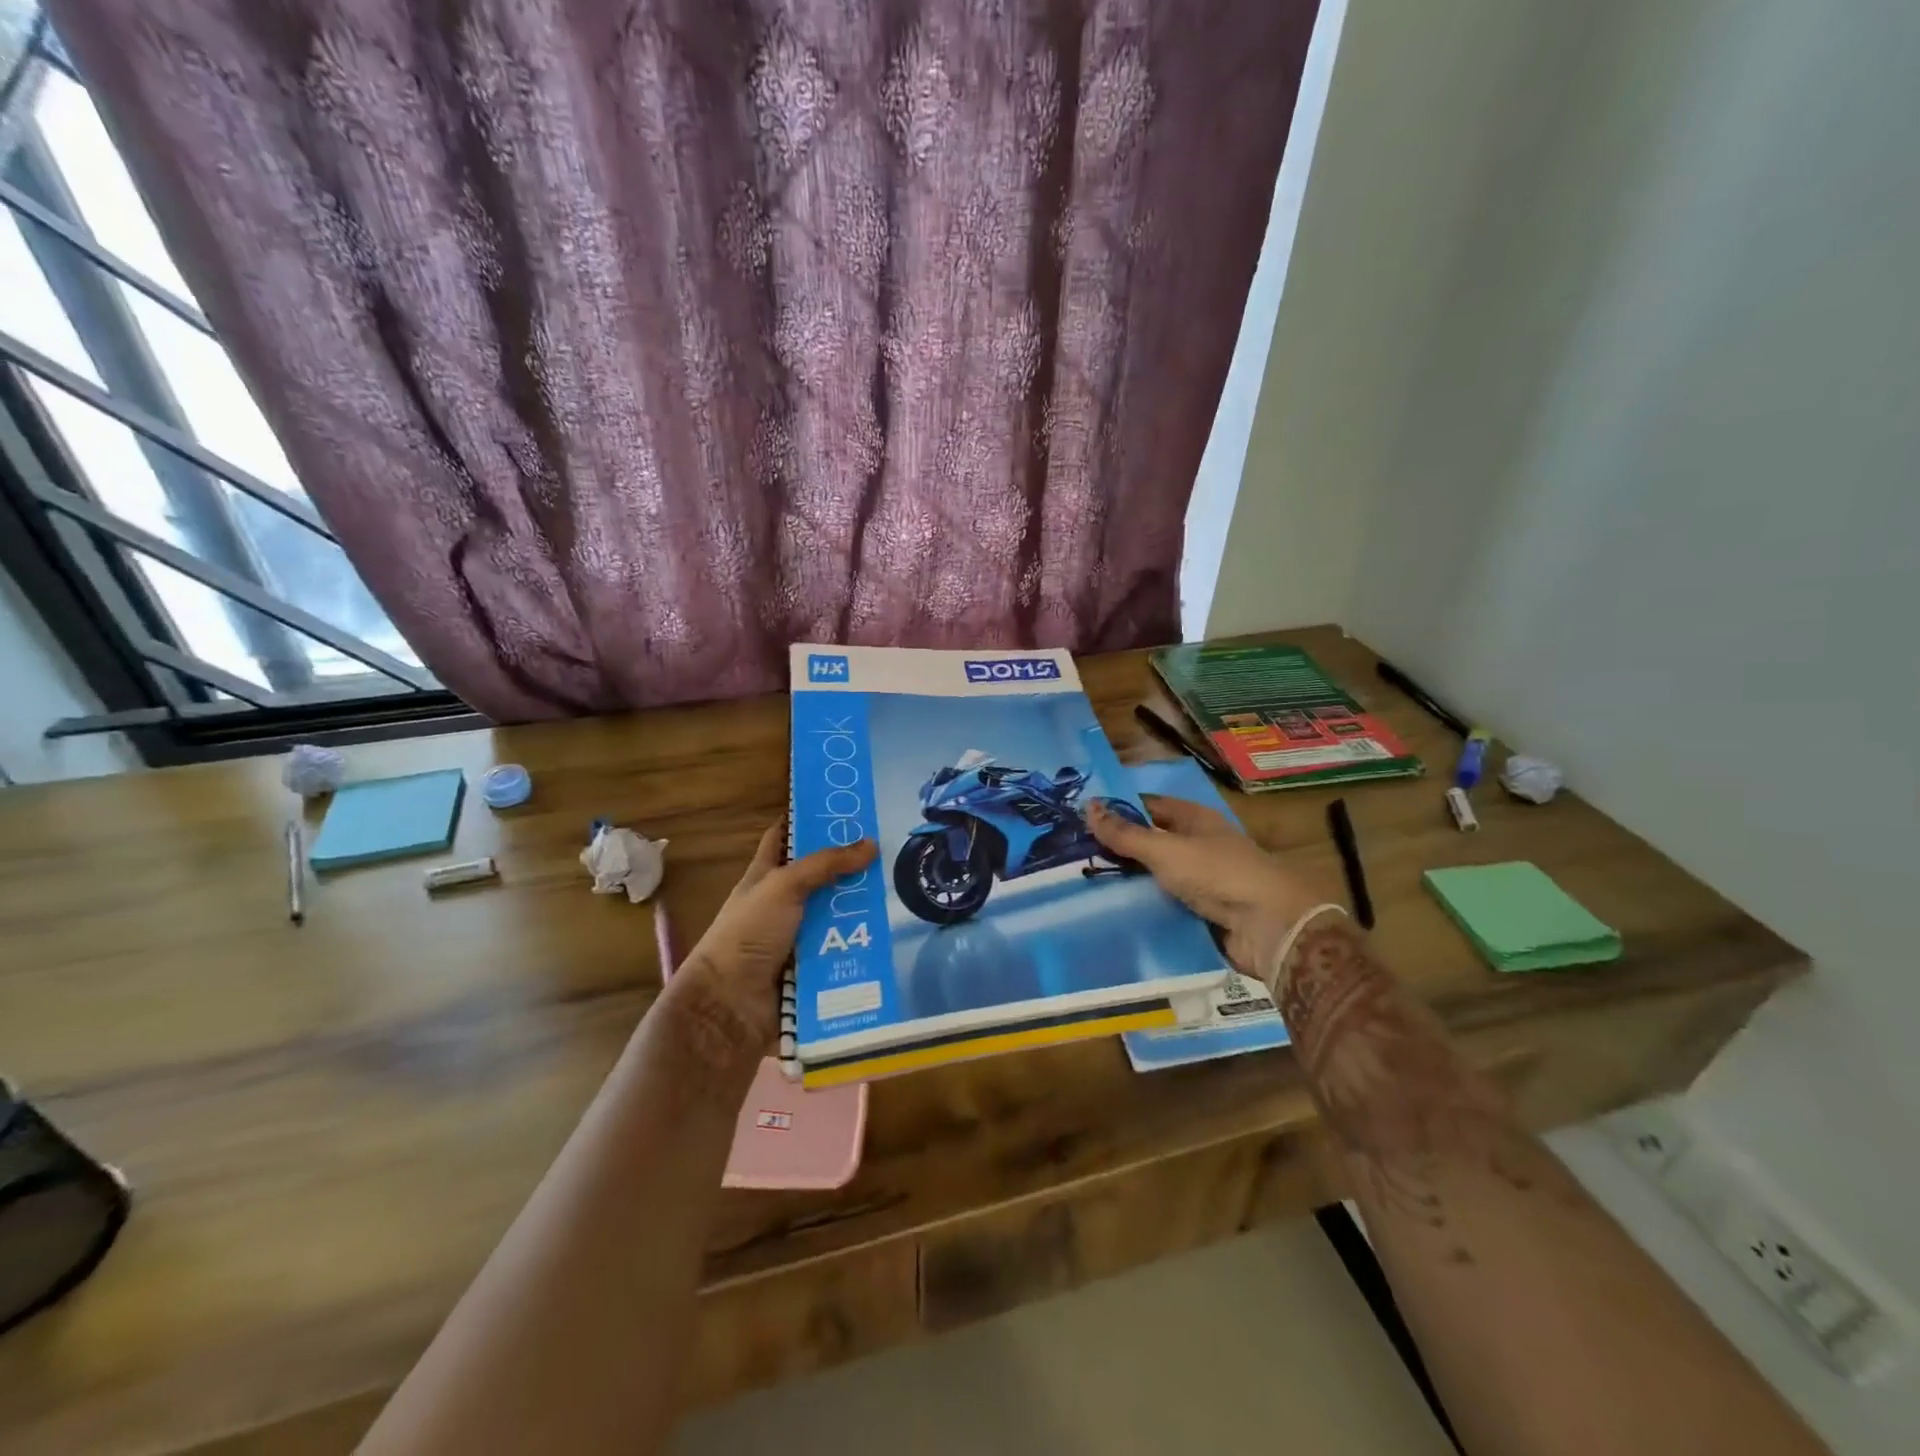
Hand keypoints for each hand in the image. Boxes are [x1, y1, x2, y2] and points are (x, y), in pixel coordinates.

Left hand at [671, 824, 875, 1051]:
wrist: (731, 1005)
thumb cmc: (749, 933)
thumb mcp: (783, 886)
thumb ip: (826, 864)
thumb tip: (871, 843)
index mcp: (764, 877)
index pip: (782, 838)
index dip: (803, 821)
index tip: (838, 807)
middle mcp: (780, 905)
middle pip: (819, 879)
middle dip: (849, 868)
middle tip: (889, 853)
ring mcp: (795, 938)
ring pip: (834, 915)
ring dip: (860, 910)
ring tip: (900, 895)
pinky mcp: (810, 969)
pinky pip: (841, 951)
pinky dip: (860, 946)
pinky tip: (890, 937)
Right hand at [1087, 794, 1324, 976]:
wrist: (1270, 928)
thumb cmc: (1218, 874)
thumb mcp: (1166, 850)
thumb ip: (1126, 833)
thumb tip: (1088, 806)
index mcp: (1194, 819)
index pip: (1148, 806)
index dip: (1118, 809)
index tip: (1080, 817)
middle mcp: (1197, 845)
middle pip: (1150, 842)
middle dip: (1117, 848)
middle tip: (1072, 855)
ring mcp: (1201, 880)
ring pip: (1155, 876)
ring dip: (1127, 881)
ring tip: (1082, 885)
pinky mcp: (1201, 912)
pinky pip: (1164, 904)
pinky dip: (1143, 907)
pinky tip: (1111, 913)